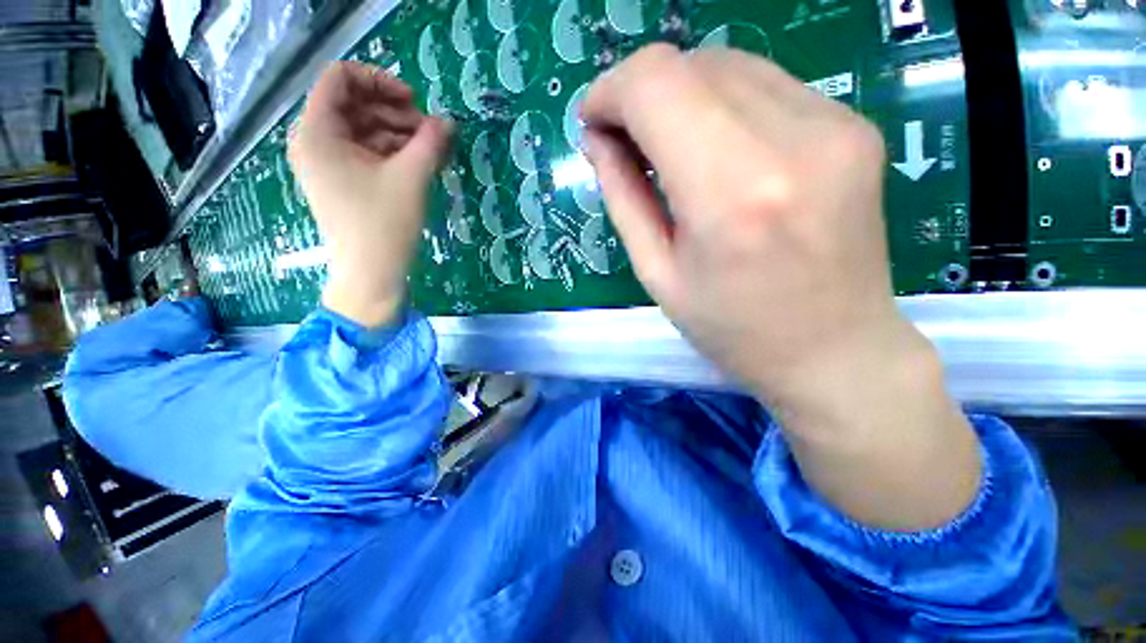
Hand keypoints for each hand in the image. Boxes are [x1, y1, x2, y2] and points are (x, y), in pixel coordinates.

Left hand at [288, 62, 453, 326]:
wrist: (371, 275)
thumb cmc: (384, 225)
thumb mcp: (411, 178)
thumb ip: (431, 142)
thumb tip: (449, 121)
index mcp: (317, 132)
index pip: (340, 78)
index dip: (380, 80)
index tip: (415, 101)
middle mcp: (314, 142)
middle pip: (354, 104)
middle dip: (395, 111)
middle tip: (430, 131)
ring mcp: (327, 163)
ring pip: (362, 130)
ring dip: (398, 133)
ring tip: (431, 149)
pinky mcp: (342, 182)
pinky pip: (365, 153)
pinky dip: (392, 152)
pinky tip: (418, 162)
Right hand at [582, 44, 979, 530]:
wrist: (837, 354)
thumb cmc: (731, 329)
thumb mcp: (656, 271)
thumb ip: (628, 193)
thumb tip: (604, 140)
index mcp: (733, 192)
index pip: (658, 87)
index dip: (612, 90)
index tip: (591, 119)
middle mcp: (789, 141)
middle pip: (691, 65)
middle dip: (638, 90)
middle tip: (615, 133)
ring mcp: (830, 125)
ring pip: (728, 65)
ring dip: (677, 97)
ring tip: (658, 148)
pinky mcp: (847, 126)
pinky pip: (760, 84)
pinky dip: (715, 103)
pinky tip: (706, 149)